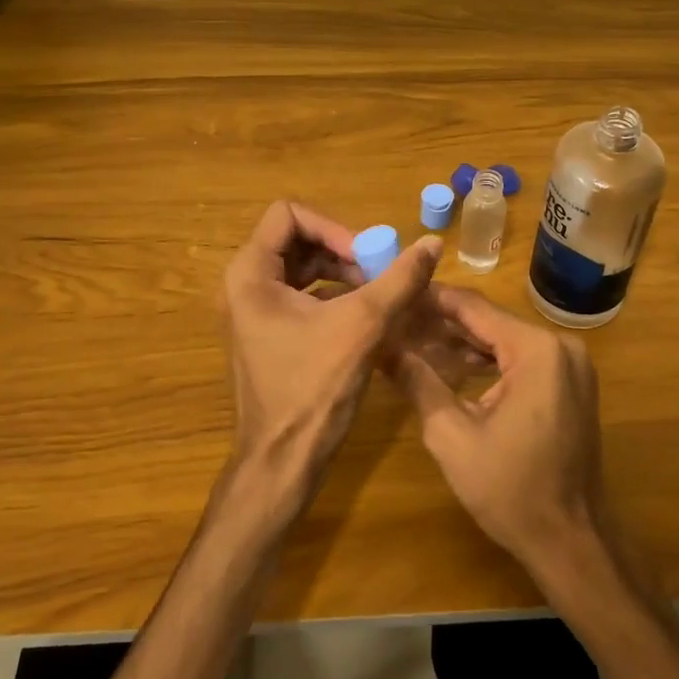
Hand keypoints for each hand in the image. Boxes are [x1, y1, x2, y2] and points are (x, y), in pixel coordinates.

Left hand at [220, 201, 440, 521]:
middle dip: (343, 251)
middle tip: (380, 274)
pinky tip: (367, 316)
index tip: (367, 257)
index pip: (289, 215)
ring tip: (379, 295)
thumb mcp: (362, 326)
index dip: (334, 227)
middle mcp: (244, 286)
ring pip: (303, 268)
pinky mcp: (268, 334)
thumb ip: (399, 280)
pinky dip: (335, 296)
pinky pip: (302, 296)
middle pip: (297, 240)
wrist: (282, 462)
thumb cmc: (313, 390)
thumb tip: (433, 243)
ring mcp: (254, 312)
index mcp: (250, 274)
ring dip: (343, 273)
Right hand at [388, 286, 607, 574]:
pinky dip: (489, 361)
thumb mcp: (451, 435)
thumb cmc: (510, 490)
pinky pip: (522, 359)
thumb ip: (417, 381)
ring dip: (463, 342)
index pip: (473, 308)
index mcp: (536, 349)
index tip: (395, 294)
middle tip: (397, 321)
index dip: (430, 300)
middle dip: (442, 323)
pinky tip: (452, 365)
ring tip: (414, 340)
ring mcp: (570, 364)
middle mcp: (560, 345)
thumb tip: (381, 345)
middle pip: (490, 321)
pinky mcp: (570, 383)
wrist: (570, 541)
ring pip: (505, 339)